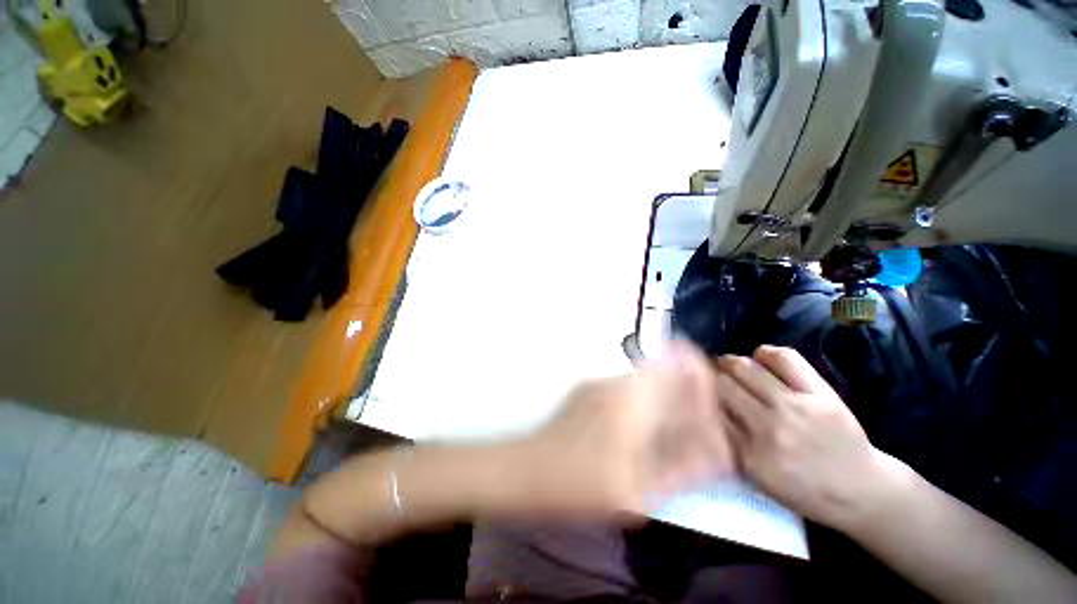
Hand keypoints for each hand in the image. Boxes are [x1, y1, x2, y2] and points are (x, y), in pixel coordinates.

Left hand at [518, 341, 734, 517]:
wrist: (525, 470)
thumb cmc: (577, 486)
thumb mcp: (634, 492)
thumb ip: (680, 468)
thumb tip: (716, 453)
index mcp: (632, 401)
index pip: (678, 365)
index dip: (701, 374)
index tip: (714, 397)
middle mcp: (616, 383)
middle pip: (664, 367)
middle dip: (686, 387)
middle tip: (697, 420)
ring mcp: (599, 384)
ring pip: (646, 377)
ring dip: (665, 393)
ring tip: (674, 426)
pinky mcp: (588, 390)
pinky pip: (628, 386)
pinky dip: (645, 399)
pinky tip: (643, 427)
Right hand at [715, 346, 898, 529]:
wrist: (863, 492)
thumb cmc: (806, 491)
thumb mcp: (759, 480)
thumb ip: (730, 446)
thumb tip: (705, 410)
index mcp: (752, 455)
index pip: (711, 412)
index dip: (700, 398)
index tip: (695, 394)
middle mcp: (769, 427)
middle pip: (723, 386)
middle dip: (711, 379)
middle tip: (709, 378)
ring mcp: (796, 407)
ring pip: (745, 368)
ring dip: (729, 363)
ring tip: (726, 364)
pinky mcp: (820, 393)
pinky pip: (785, 359)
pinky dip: (765, 353)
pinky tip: (759, 357)